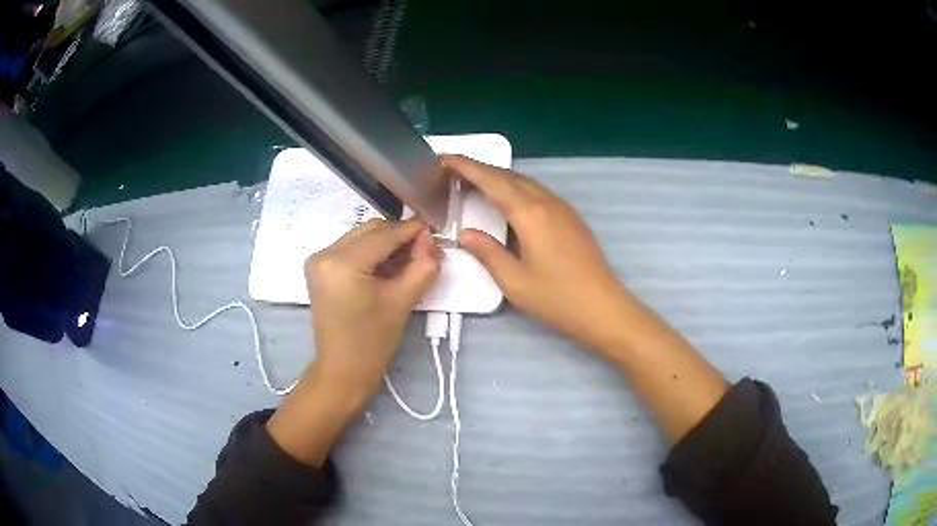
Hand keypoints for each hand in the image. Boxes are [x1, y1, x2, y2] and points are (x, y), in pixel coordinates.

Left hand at [267, 219, 441, 465]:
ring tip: (408, 260)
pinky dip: (371, 252)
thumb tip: (429, 240)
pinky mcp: (319, 266)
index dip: (413, 231)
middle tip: (425, 251)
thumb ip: (422, 266)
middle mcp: (325, 253)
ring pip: (361, 236)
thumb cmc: (373, 341)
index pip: (384, 235)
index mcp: (342, 263)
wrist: (342, 368)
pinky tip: (388, 266)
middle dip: (400, 236)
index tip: (436, 233)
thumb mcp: (402, 301)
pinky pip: (351, 247)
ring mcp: (318, 259)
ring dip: (386, 243)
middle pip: (371, 229)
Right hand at [445, 155, 727, 442]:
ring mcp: (562, 208)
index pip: (491, 180)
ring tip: (474, 182)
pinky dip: (515, 188)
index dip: (466, 166)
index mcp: (530, 214)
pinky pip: (537, 192)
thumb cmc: (557, 298)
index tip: (443, 157)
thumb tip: (466, 233)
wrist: (603, 308)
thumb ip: (487, 252)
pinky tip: (507, 200)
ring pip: (525, 182)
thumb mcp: (514, 281)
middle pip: (508, 176)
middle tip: (452, 170)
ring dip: (498, 177)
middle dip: (479, 168)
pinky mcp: (571, 217)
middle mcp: (547, 202)